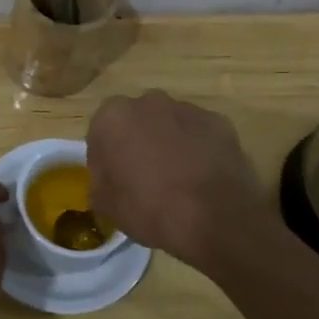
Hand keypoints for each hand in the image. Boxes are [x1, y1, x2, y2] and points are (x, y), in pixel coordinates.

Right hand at [87, 90, 269, 271]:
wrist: (213, 216)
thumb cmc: (148, 208)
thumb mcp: (105, 204)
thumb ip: (100, 179)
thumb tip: (109, 175)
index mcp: (113, 117)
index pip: (101, 132)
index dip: (106, 157)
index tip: (115, 180)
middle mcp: (148, 102)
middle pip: (137, 121)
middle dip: (138, 142)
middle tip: (144, 177)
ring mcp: (187, 109)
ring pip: (170, 125)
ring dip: (169, 144)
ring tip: (178, 180)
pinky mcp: (219, 122)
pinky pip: (200, 135)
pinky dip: (198, 150)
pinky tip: (202, 178)